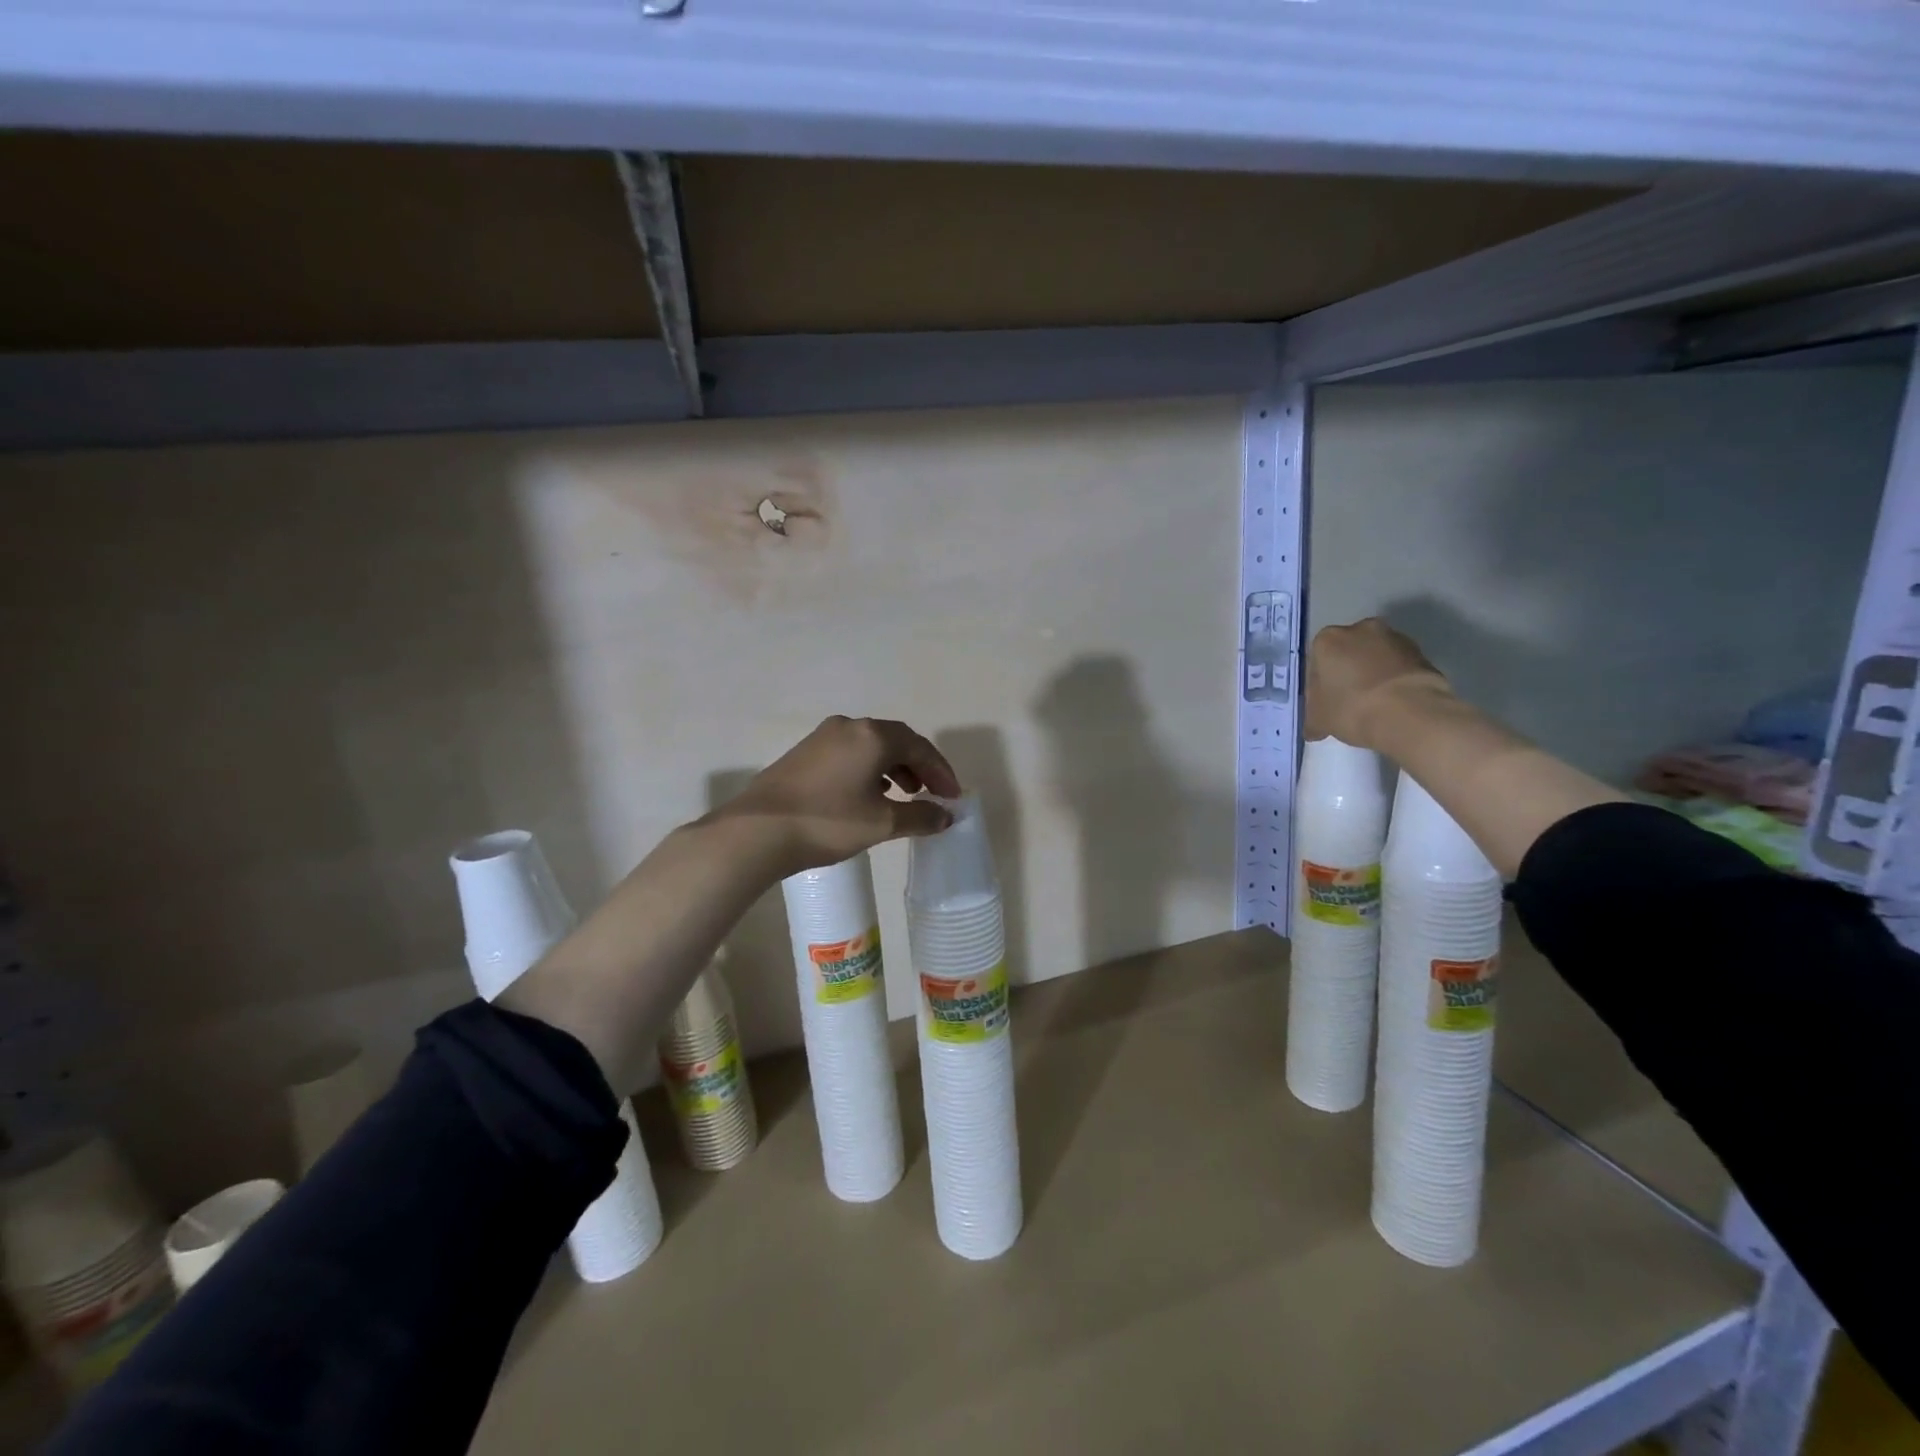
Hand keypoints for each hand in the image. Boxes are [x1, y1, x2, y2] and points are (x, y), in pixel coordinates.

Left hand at [710, 716, 961, 873]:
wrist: (758, 831)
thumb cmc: (828, 822)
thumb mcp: (882, 823)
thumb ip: (920, 817)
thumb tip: (945, 816)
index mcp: (873, 735)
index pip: (919, 747)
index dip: (941, 772)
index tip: (953, 797)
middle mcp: (850, 726)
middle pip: (896, 741)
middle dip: (919, 767)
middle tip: (932, 794)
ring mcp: (823, 737)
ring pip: (871, 746)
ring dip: (894, 767)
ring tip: (903, 795)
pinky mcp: (805, 753)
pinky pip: (850, 753)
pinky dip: (869, 769)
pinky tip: (868, 794)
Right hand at [1304, 618, 1450, 747]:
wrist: (1410, 713)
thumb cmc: (1351, 708)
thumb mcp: (1318, 720)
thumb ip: (1313, 718)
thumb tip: (1315, 729)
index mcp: (1328, 639)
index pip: (1316, 661)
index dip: (1318, 685)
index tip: (1324, 704)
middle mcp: (1360, 629)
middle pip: (1347, 653)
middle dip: (1346, 673)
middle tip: (1347, 702)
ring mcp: (1395, 638)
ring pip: (1374, 658)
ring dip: (1371, 675)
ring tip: (1373, 705)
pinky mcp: (1421, 652)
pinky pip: (1397, 666)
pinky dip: (1393, 680)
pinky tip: (1392, 703)